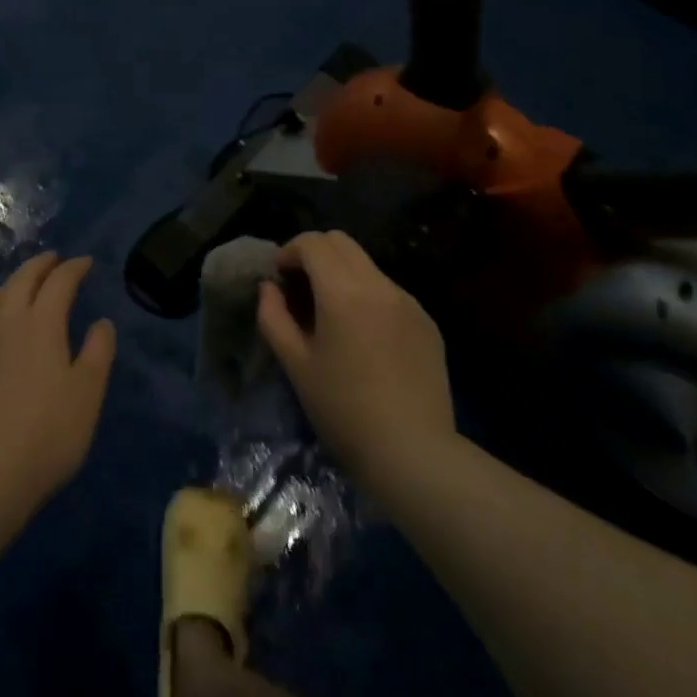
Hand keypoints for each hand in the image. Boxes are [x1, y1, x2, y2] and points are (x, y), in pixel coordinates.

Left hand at [0, 251, 116, 513]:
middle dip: (41, 265)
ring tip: (22, 285)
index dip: (74, 268)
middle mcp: (6, 322)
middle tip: (54, 260)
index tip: (86, 263)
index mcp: (42, 323)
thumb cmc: (47, 433)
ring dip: (12, 284)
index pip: (60, 281)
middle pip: (22, 279)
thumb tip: (101, 322)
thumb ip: (98, 352)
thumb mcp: (88, 393)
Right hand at [256, 231, 455, 487]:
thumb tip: (269, 288)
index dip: (289, 251)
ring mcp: (408, 301)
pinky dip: (368, 297)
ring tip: (332, 315)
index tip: (278, 278)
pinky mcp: (427, 322)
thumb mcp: (296, 366)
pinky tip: (365, 339)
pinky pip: (389, 292)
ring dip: (342, 274)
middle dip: (314, 254)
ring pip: (367, 265)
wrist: (415, 454)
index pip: (313, 242)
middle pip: (341, 242)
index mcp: (343, 290)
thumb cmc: (344, 411)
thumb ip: (274, 318)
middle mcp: (379, 284)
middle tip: (300, 288)